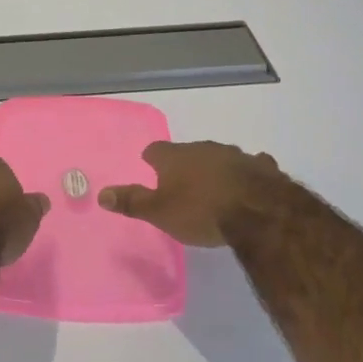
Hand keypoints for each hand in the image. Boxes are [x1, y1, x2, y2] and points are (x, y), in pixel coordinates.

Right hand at [97, 140, 286, 246]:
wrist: (257, 211)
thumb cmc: (200, 211)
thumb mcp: (159, 212)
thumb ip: (132, 202)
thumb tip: (101, 194)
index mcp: (174, 157)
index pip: (155, 150)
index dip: (151, 160)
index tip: (150, 168)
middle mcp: (203, 148)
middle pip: (187, 152)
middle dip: (184, 164)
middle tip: (182, 183)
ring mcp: (234, 154)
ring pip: (219, 157)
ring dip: (215, 168)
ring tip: (214, 187)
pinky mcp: (261, 166)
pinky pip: (251, 165)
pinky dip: (247, 173)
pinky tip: (250, 183)